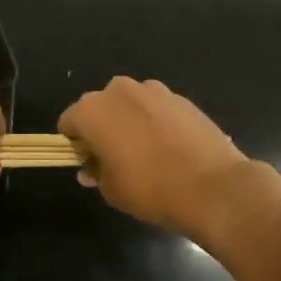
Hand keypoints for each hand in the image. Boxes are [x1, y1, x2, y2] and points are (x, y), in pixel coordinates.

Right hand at [59, 77, 253, 238]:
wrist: (211, 186)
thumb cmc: (149, 189)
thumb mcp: (111, 189)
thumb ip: (96, 172)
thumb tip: (91, 168)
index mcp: (93, 111)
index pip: (69, 122)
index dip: (75, 144)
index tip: (88, 163)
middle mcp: (119, 91)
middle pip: (99, 107)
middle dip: (102, 128)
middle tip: (114, 158)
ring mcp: (154, 91)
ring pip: (130, 104)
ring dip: (129, 122)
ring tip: (145, 153)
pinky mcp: (182, 98)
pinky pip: (157, 108)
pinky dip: (156, 122)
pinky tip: (170, 149)